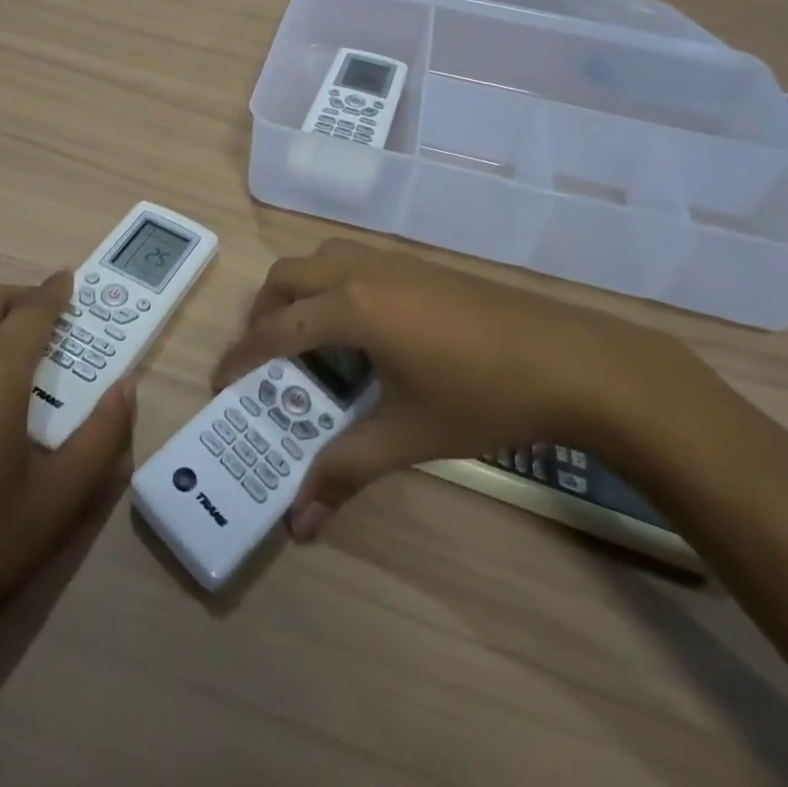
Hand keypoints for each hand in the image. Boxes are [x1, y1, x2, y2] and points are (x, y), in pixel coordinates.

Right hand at [211, 239, 687, 542]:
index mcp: (352, 308)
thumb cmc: (481, 397)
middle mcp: (361, 271)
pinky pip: (350, 260)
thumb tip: (299, 527)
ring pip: (319, 259)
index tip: (221, 381)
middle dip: (263, 313)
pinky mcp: (416, 264)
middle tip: (263, 359)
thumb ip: (346, 472)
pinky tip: (357, 328)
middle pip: (288, 276)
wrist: (566, 360)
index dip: (243, 355)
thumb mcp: (407, 436)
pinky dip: (329, 284)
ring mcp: (392, 261)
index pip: (277, 328)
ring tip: (304, 339)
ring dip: (297, 291)